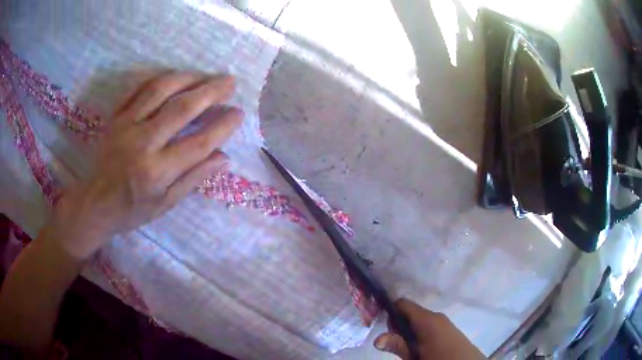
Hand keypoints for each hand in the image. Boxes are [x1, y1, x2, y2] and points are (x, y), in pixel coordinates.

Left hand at [46, 71, 242, 259]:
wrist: (94, 203)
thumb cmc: (131, 210)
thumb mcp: (165, 204)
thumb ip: (194, 178)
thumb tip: (224, 157)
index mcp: (156, 172)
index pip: (197, 144)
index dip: (222, 126)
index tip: (238, 113)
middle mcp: (141, 143)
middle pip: (181, 108)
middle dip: (211, 91)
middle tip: (230, 82)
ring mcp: (125, 125)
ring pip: (160, 90)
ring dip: (188, 78)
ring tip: (206, 75)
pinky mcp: (115, 117)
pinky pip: (138, 88)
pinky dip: (159, 78)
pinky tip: (175, 77)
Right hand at [374, 298, 485, 359]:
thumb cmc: (438, 359)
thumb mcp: (414, 356)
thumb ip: (397, 346)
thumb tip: (376, 339)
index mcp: (426, 319)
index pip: (402, 303)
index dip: (389, 311)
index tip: (381, 325)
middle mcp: (435, 315)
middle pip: (409, 312)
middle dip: (398, 324)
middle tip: (394, 342)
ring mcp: (443, 321)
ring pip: (419, 319)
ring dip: (409, 330)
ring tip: (407, 347)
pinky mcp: (448, 328)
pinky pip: (429, 324)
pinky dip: (419, 331)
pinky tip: (420, 346)